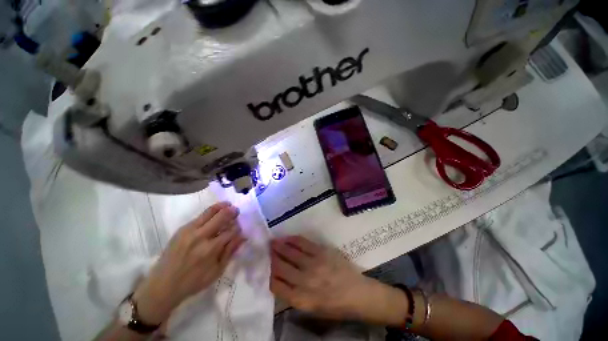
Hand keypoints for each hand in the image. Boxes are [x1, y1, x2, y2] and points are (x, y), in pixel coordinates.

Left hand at [133, 202, 245, 324]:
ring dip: (222, 206)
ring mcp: (189, 231)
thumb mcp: (217, 271)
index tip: (240, 229)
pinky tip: (215, 213)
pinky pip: (200, 216)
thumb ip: (231, 251)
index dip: (238, 228)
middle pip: (221, 216)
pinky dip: (211, 212)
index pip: (231, 231)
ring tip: (228, 205)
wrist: (162, 285)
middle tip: (237, 211)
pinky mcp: (182, 229)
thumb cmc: (193, 282)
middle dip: (232, 212)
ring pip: (210, 211)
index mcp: (210, 249)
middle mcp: (200, 236)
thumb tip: (243, 236)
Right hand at [270, 236, 402, 322]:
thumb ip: (294, 296)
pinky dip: (292, 240)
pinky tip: (287, 238)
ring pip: (290, 252)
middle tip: (265, 249)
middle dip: (271, 257)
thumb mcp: (312, 309)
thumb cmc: (335, 306)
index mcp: (301, 300)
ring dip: (279, 246)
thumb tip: (279, 280)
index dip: (267, 274)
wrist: (358, 294)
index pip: (275, 284)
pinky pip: (303, 243)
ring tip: (272, 241)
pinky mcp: (322, 252)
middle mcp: (304, 281)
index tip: (263, 266)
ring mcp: (313, 264)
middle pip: (280, 266)